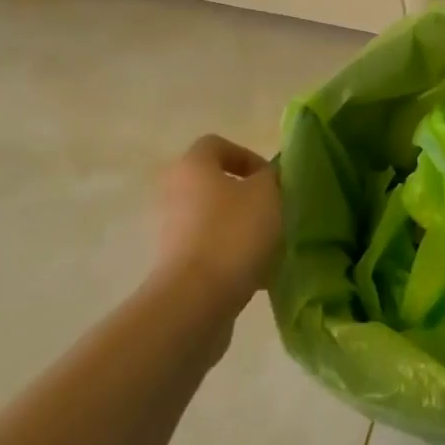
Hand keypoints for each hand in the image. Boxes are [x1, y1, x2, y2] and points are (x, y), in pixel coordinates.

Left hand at [153, 135, 282, 309]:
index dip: (247, 155)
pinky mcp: (175, 265)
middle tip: (275, 209)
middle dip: (247, 195)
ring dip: (241, 227)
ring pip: (214, 218)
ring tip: (270, 244)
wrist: (195, 301)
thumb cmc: (234, 233)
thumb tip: (268, 176)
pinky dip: (232, 255)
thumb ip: (272, 176)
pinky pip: (210, 249)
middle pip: (215, 183)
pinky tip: (258, 272)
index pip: (217, 144)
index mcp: (192, 166)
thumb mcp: (268, 193)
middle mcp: (173, 193)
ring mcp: (170, 231)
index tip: (271, 179)